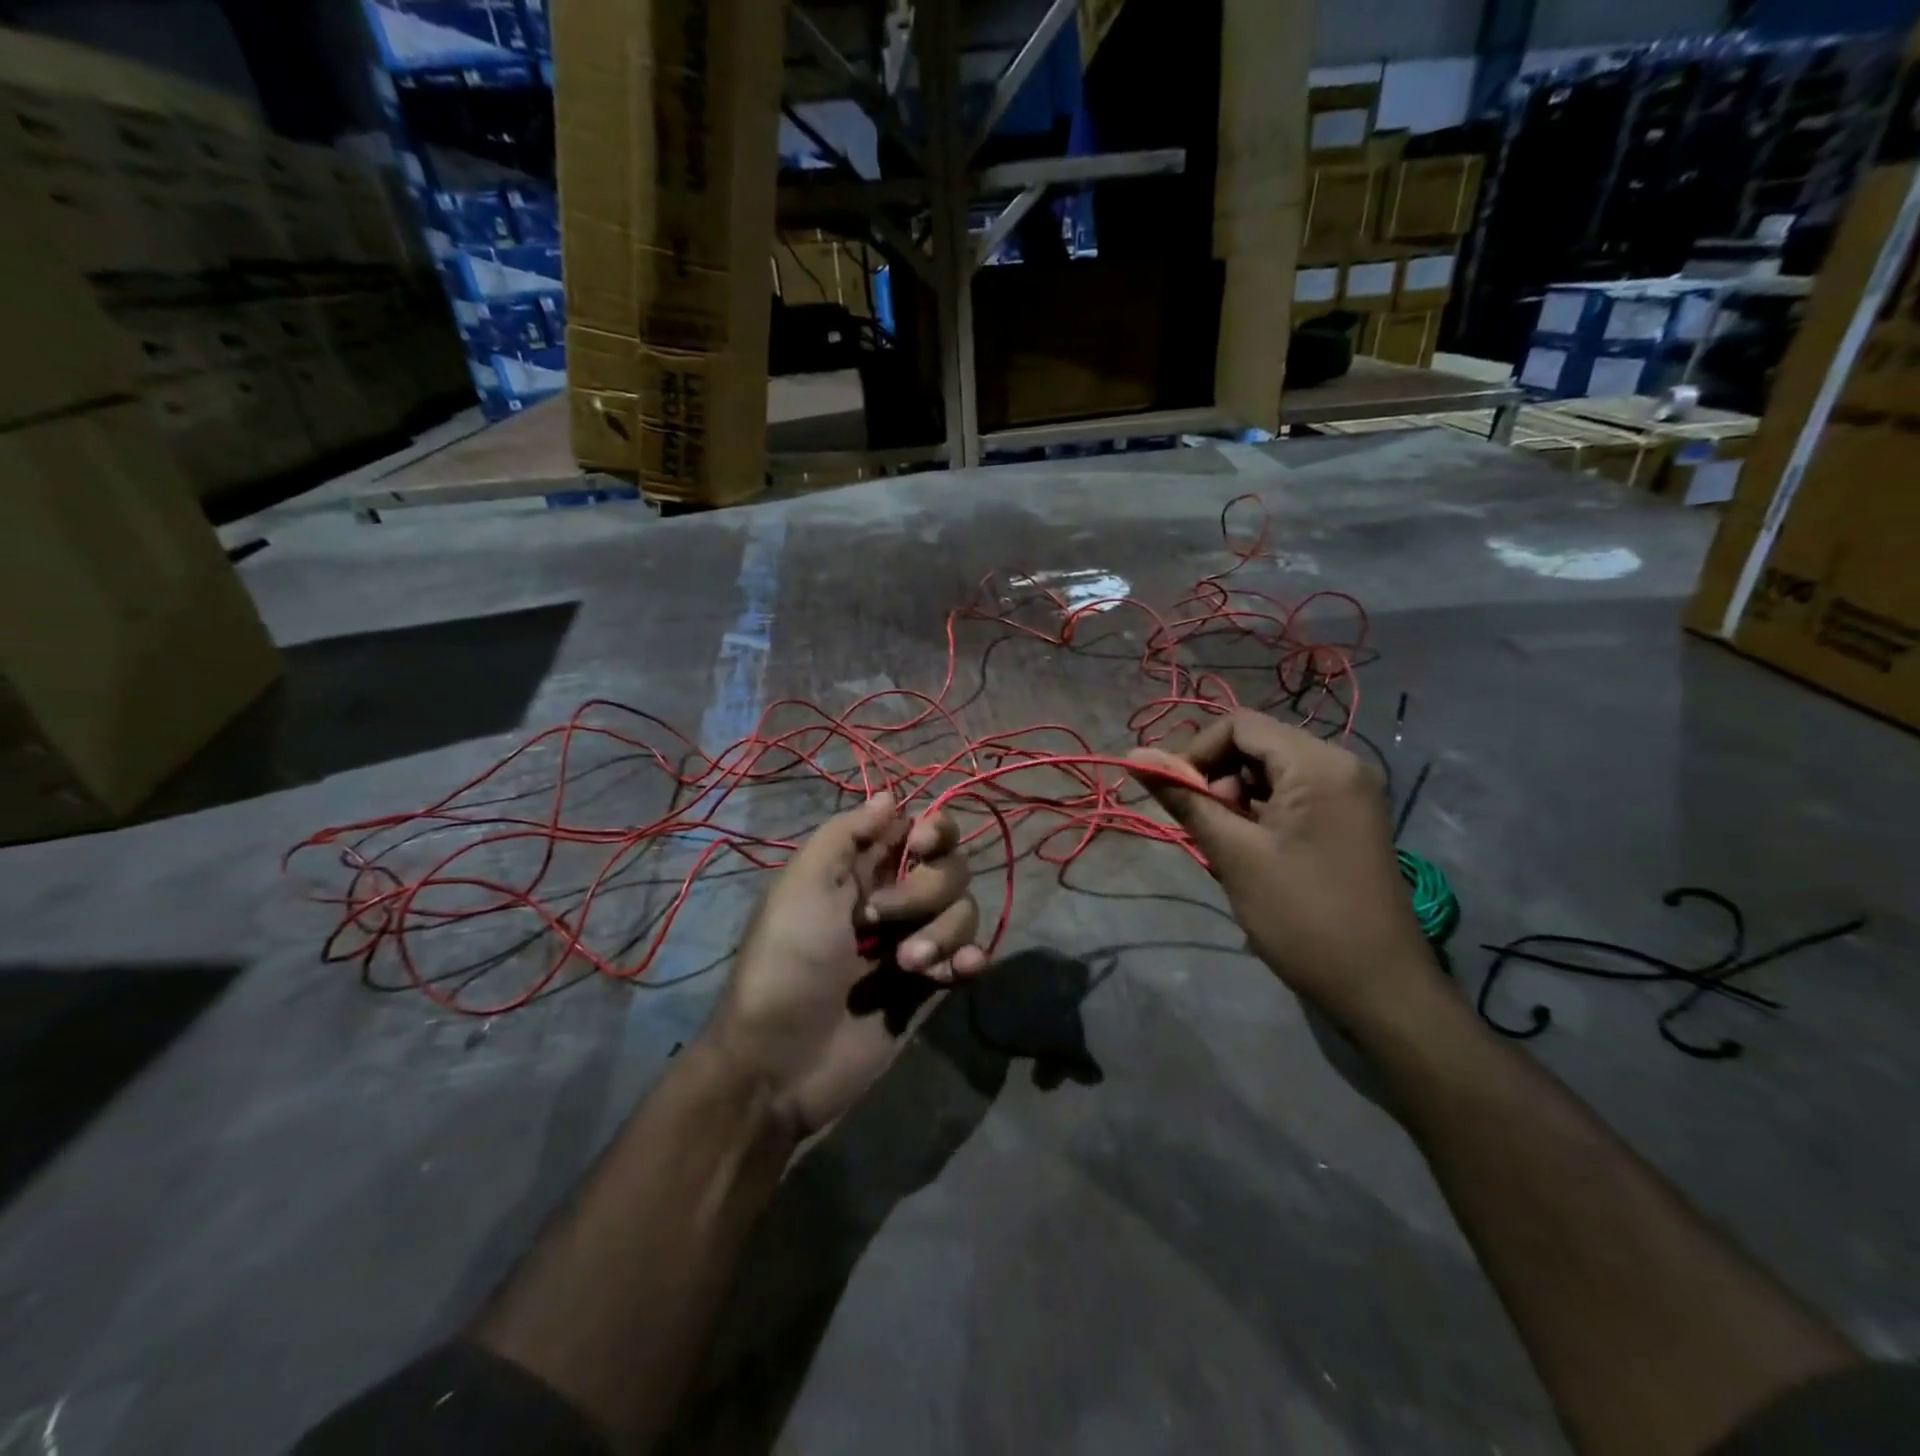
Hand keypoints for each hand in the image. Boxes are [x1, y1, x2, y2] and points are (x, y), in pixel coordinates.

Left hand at [703, 794, 986, 1139]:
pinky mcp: (930, 986)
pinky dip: (972, 958)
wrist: (780, 1062)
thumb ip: (846, 835)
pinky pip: (971, 957)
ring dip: (944, 933)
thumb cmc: (786, 963)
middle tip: (881, 920)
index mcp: (859, 869)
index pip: (918, 828)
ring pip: (964, 911)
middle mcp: (893, 898)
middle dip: (927, 890)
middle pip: (950, 868)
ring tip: (906, 967)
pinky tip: (960, 972)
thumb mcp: (802, 885)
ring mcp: (914, 942)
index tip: (921, 845)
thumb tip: (890, 796)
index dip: (932, 830)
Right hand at [1129, 710, 1432, 1030]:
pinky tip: (1253, 855)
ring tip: (1229, 849)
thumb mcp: (1233, 854)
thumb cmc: (1303, 917)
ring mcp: (1349, 794)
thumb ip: (1184, 799)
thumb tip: (1133, 755)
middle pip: (1256, 746)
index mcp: (1319, 764)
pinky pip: (1290, 796)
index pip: (1239, 725)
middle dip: (1218, 780)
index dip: (1196, 753)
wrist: (1380, 990)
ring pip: (1269, 773)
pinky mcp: (1348, 820)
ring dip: (1236, 801)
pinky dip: (1260, 815)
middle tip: (1207, 830)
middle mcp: (1340, 765)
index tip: (1175, 797)